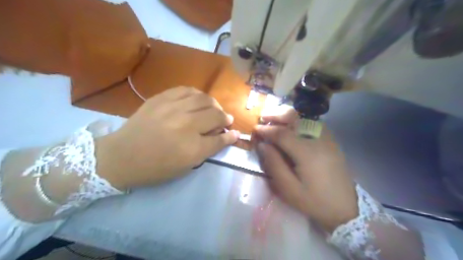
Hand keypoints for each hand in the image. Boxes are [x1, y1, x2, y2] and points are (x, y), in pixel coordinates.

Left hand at [94, 87, 237, 188]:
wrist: (121, 156)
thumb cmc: (155, 167)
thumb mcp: (186, 166)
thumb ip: (209, 149)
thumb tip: (227, 136)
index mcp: (191, 148)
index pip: (220, 138)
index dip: (230, 136)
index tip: (235, 133)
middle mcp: (185, 125)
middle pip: (215, 115)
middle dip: (225, 118)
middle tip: (225, 120)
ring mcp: (172, 108)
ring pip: (204, 99)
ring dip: (214, 104)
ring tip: (214, 109)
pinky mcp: (160, 98)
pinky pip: (186, 89)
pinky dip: (197, 94)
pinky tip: (198, 99)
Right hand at [253, 111, 356, 231]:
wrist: (346, 207)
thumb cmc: (314, 201)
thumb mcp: (289, 189)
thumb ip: (274, 165)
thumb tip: (262, 145)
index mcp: (307, 153)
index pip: (282, 134)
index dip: (267, 130)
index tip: (255, 129)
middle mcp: (318, 140)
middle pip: (296, 118)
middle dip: (277, 114)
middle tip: (263, 117)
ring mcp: (327, 139)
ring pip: (305, 117)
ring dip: (287, 116)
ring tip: (274, 119)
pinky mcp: (331, 141)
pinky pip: (313, 123)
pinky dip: (299, 120)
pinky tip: (292, 126)